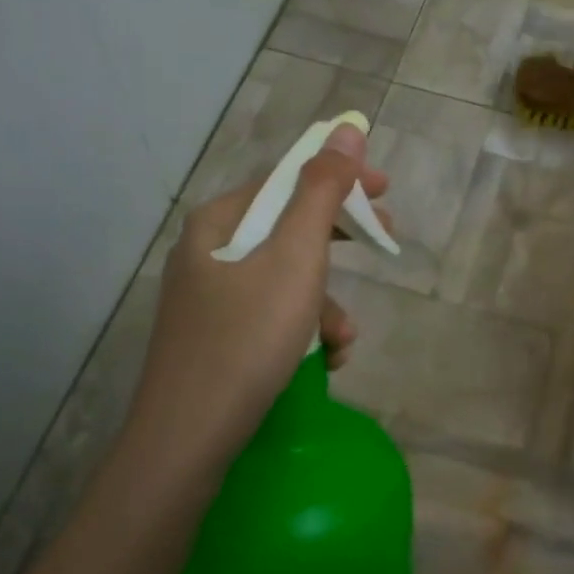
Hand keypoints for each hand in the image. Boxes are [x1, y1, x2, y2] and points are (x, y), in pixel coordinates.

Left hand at [130, 125, 388, 460]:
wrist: (186, 442)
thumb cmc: (247, 339)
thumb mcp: (295, 258)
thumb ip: (323, 191)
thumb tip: (347, 130)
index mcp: (219, 221)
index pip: (287, 179)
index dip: (340, 178)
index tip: (386, 191)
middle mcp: (207, 251)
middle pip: (287, 227)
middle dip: (339, 243)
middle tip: (385, 243)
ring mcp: (208, 298)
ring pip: (284, 279)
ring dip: (325, 303)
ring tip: (341, 341)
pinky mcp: (215, 338)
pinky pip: (270, 316)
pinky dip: (302, 331)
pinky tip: (322, 361)